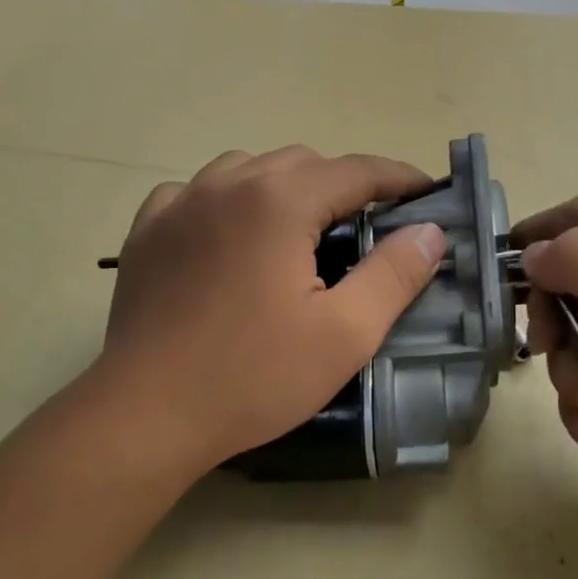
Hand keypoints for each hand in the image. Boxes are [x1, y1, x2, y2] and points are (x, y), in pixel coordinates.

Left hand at [92, 147, 445, 478]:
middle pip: (303, 162)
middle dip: (343, 184)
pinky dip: (229, 200)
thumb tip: (430, 231)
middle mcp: (228, 184)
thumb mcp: (345, 334)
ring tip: (300, 230)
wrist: (147, 416)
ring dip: (285, 186)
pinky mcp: (148, 229)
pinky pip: (200, 190)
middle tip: (366, 226)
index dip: (399, 178)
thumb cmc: (253, 377)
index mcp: (279, 201)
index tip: (427, 192)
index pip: (357, 170)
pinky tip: (232, 236)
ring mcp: (180, 202)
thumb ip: (394, 274)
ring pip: (249, 168)